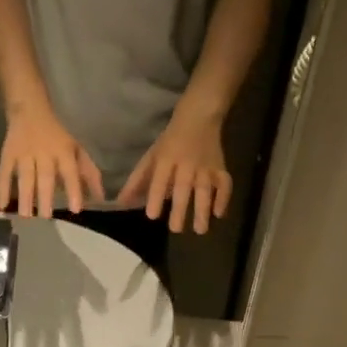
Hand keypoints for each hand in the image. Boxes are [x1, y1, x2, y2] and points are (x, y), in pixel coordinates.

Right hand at [0, 100, 104, 217]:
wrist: (29, 109)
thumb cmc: (58, 136)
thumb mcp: (77, 149)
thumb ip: (89, 174)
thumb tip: (101, 198)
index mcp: (63, 151)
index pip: (70, 172)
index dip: (74, 190)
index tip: (76, 209)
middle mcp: (44, 153)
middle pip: (45, 176)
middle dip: (45, 197)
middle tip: (46, 218)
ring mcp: (24, 153)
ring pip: (25, 176)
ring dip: (25, 196)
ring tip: (26, 216)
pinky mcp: (8, 154)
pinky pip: (4, 172)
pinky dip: (2, 189)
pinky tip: (1, 207)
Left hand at [116, 107, 231, 234]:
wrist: (199, 115)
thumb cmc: (171, 140)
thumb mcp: (152, 155)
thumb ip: (138, 180)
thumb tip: (121, 202)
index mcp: (167, 159)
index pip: (160, 179)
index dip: (156, 197)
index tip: (152, 216)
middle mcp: (186, 164)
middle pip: (183, 187)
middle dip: (180, 209)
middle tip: (175, 229)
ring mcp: (206, 166)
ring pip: (205, 189)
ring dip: (203, 209)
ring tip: (200, 230)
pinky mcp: (221, 168)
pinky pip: (225, 184)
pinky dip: (224, 198)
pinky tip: (219, 214)